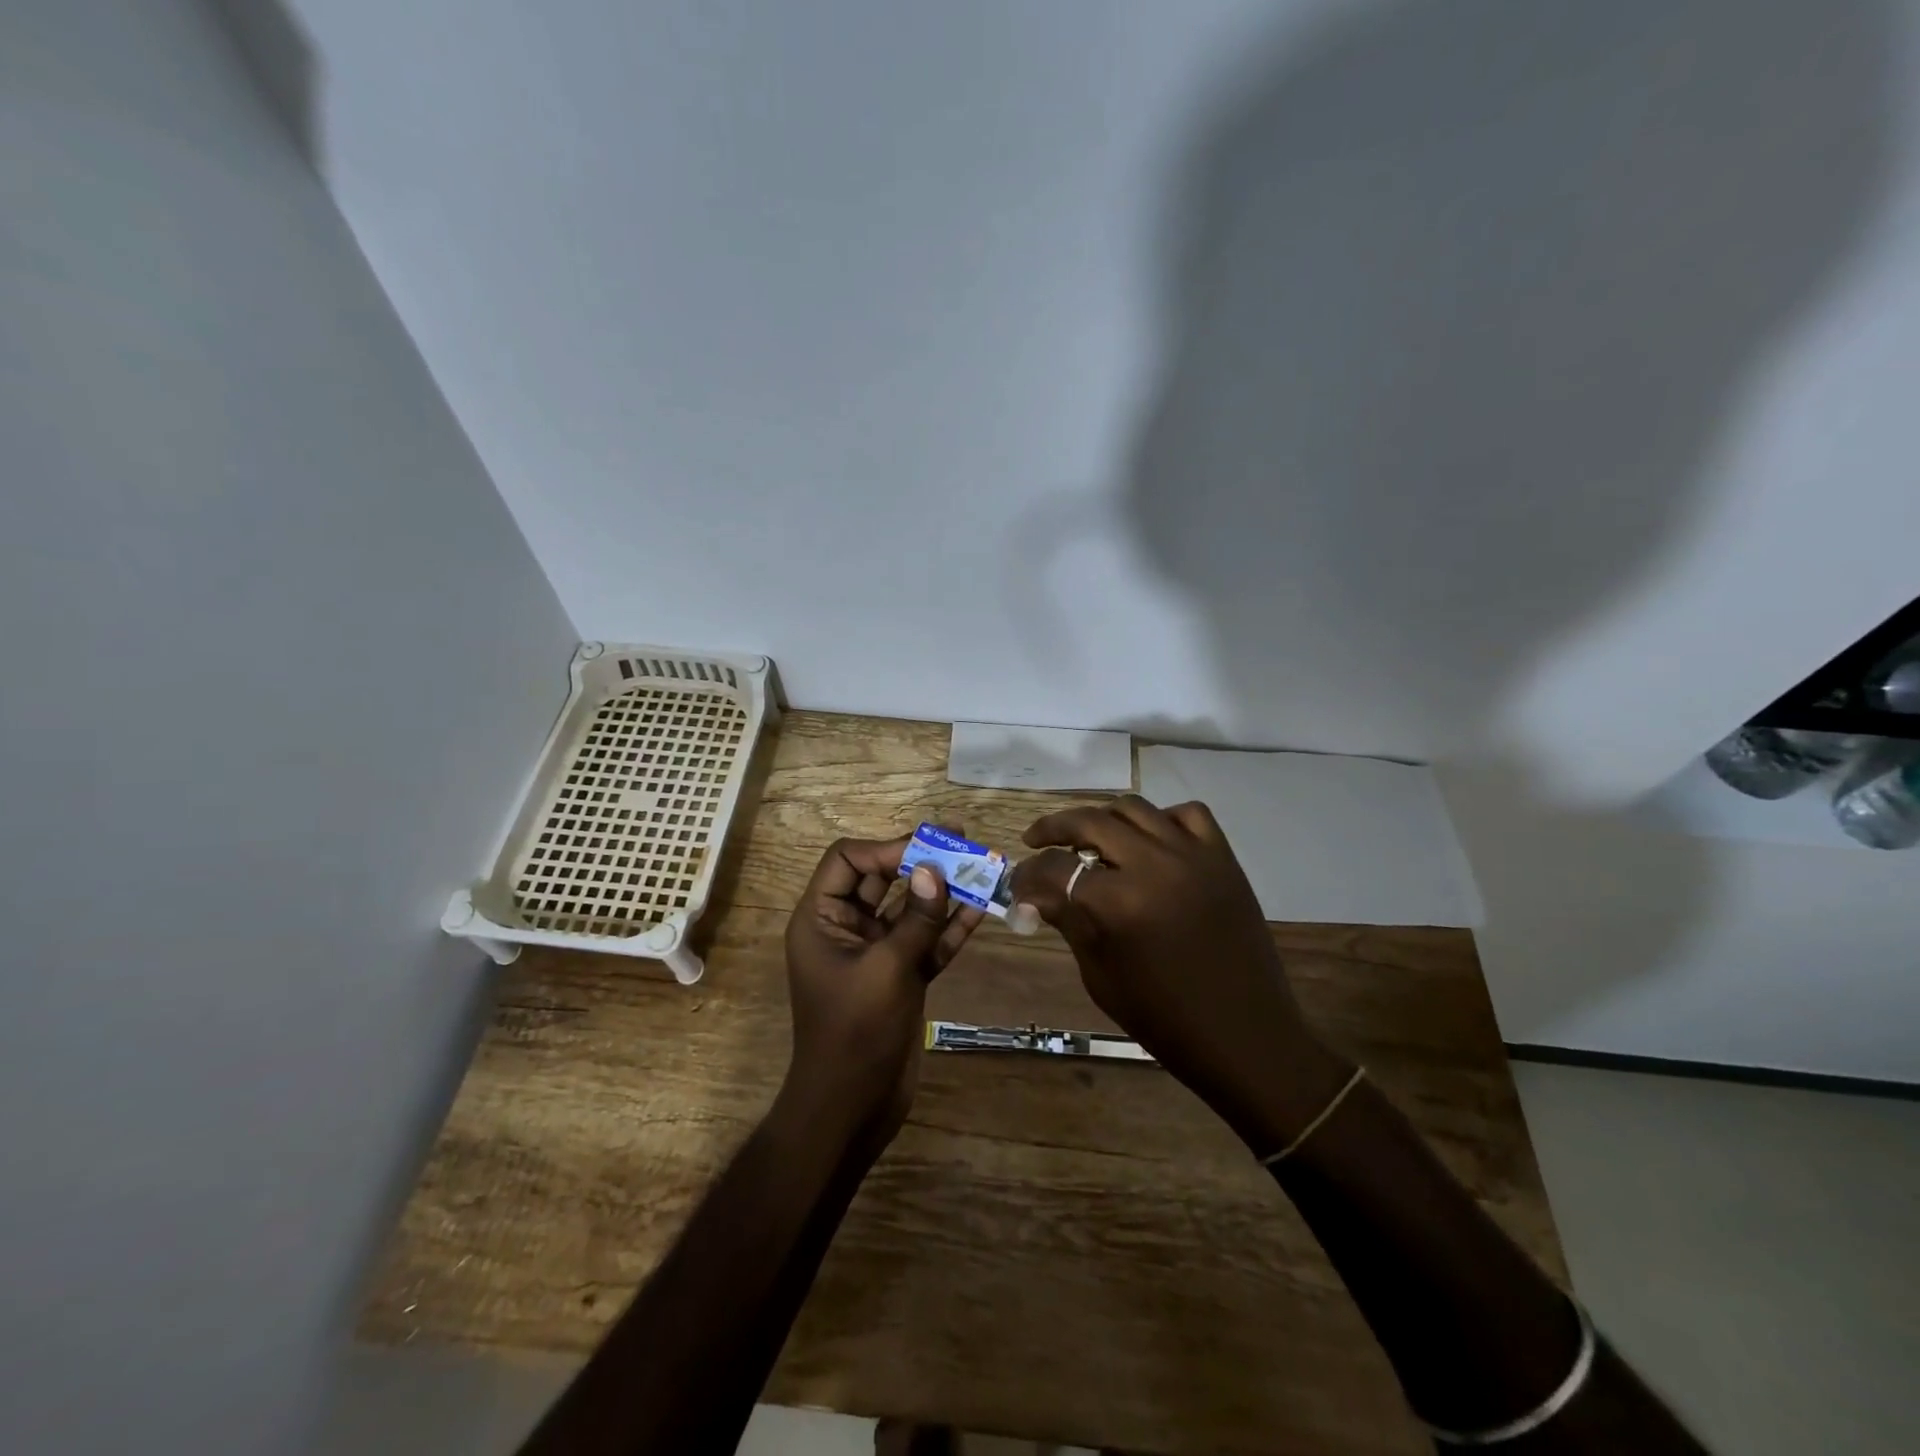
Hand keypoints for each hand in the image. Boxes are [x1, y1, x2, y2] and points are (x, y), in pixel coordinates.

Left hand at [781, 834, 984, 1147]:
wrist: (852, 1108)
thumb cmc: (856, 1033)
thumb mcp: (887, 969)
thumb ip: (915, 918)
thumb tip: (934, 869)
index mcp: (822, 919)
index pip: (848, 860)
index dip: (886, 848)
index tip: (928, 849)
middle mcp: (846, 928)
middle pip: (882, 877)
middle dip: (921, 859)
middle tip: (963, 839)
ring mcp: (876, 952)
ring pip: (910, 908)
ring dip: (943, 890)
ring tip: (982, 866)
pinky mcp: (901, 975)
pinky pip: (926, 940)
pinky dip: (950, 926)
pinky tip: (981, 909)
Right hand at [1009, 797, 1352, 1152]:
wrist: (1245, 1035)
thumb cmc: (1164, 1018)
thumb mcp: (1101, 975)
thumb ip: (1068, 921)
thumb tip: (1032, 895)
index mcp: (1119, 903)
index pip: (1054, 869)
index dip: (1027, 875)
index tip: (1017, 883)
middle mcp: (1154, 865)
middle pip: (1090, 822)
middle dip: (1053, 828)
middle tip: (1037, 840)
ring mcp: (1193, 855)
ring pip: (1134, 808)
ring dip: (1103, 819)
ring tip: (1089, 838)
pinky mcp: (1223, 857)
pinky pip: (1187, 814)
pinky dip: (1162, 819)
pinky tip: (1151, 842)